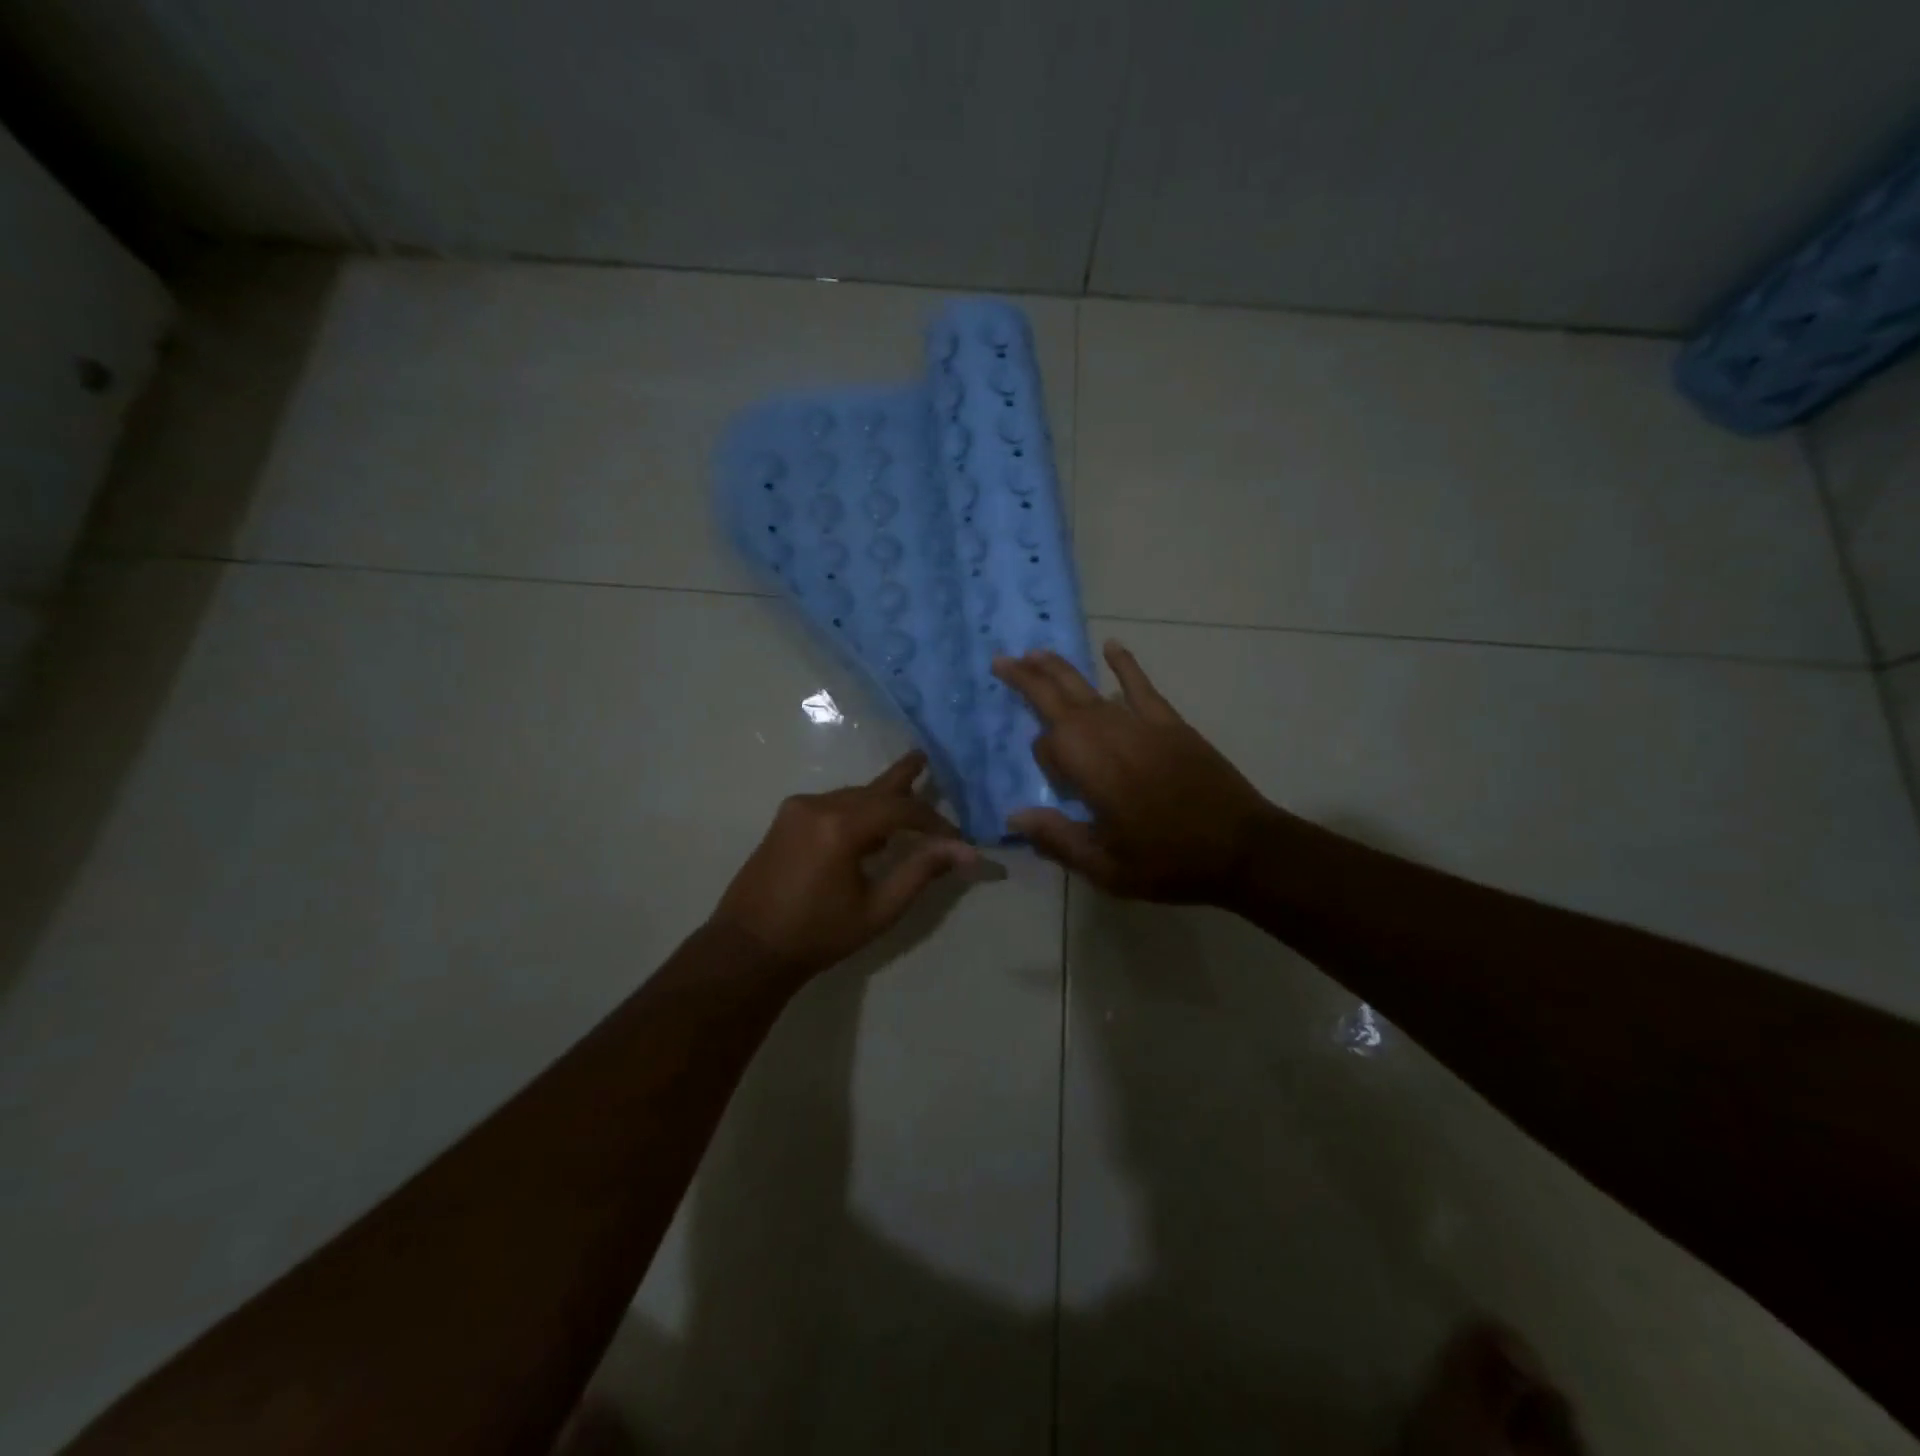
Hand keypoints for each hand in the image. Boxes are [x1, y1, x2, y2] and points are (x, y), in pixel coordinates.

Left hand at [711, 751, 978, 977]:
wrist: (747, 948)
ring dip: (880, 801)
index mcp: (841, 826)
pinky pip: (832, 804)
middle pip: (873, 789)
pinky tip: (869, 827)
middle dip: (904, 781)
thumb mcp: (878, 909)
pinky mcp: (785, 819)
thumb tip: (964, 851)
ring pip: (852, 795)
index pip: (900, 809)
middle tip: (924, 758)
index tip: (955, 839)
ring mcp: (797, 809)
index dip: (933, 821)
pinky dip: (856, 810)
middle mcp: (818, 805)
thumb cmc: (818, 934)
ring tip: (907, 804)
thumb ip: (920, 872)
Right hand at [992, 642, 1285, 902]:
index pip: (1048, 746)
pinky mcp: (1170, 724)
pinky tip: (1111, 645)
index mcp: (1091, 771)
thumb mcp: (1106, 868)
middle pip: (1060, 699)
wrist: (1242, 849)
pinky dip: (1125, 666)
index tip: (1055, 785)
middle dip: (1029, 678)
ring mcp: (1141, 725)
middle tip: (1001, 660)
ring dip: (1060, 671)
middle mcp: (1109, 737)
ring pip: (1091, 689)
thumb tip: (1016, 814)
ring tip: (1035, 654)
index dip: (1044, 760)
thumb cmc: (1169, 863)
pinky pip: (1141, 687)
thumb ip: (1058, 839)